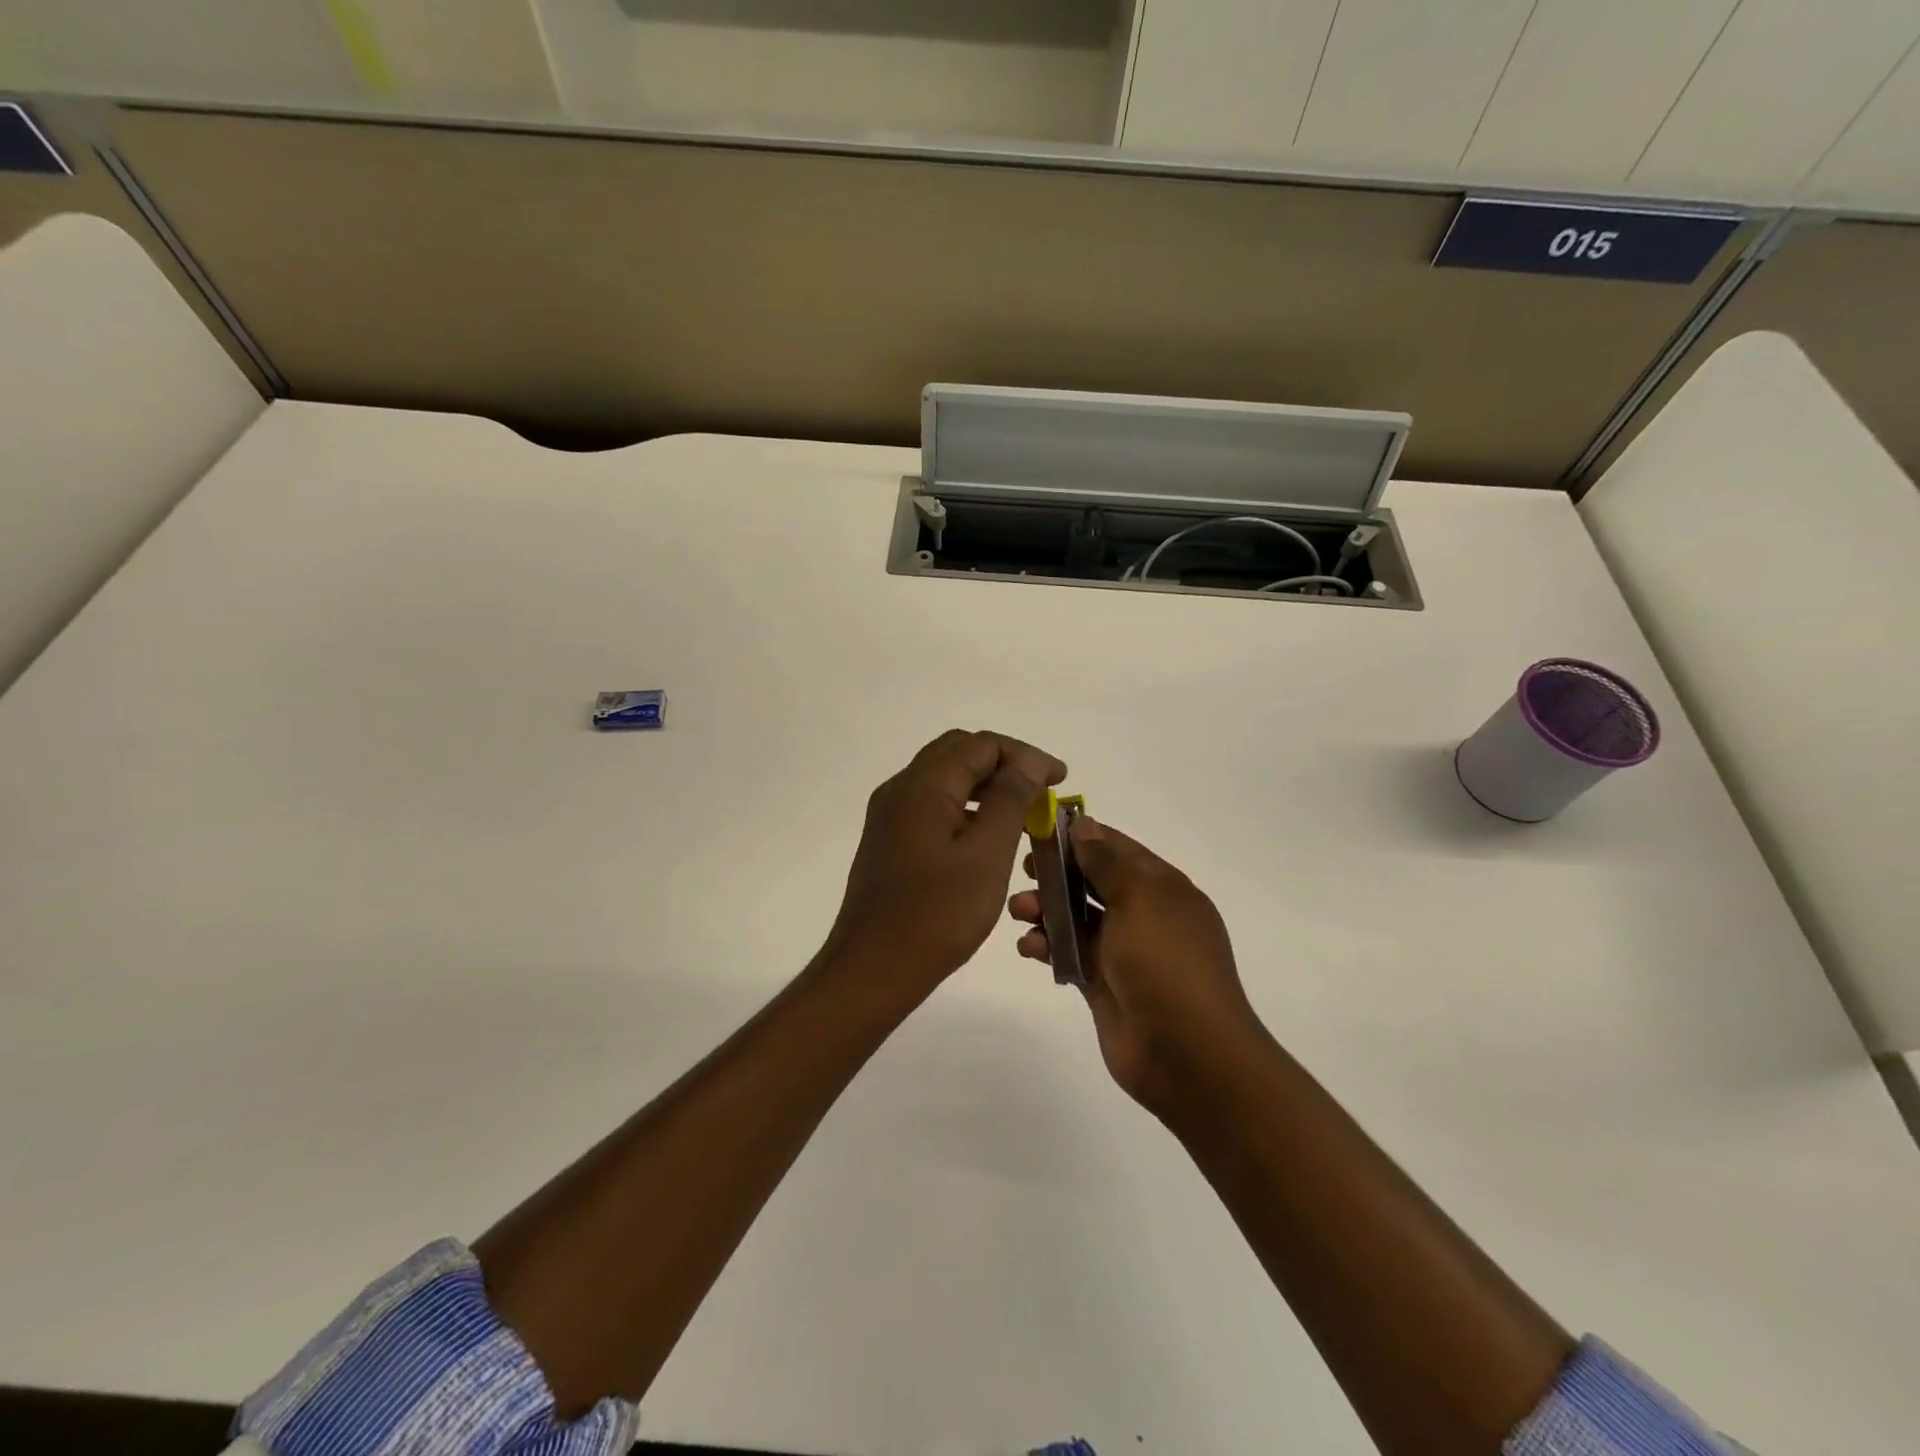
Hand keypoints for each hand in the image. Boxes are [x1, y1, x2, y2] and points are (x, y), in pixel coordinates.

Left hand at [820, 730, 1066, 1005]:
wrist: (873, 969)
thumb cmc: (937, 913)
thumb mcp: (987, 853)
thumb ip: (1010, 799)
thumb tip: (1029, 761)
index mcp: (923, 785)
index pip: (981, 744)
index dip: (1026, 755)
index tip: (1060, 781)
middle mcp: (900, 789)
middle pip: (959, 752)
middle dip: (1005, 764)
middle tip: (1042, 791)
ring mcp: (890, 816)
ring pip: (944, 779)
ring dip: (985, 785)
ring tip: (1023, 811)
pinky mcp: (889, 840)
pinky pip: (932, 805)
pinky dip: (965, 807)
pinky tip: (988, 835)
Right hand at [1009, 816, 1262, 1120]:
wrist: (1187, 1054)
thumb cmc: (1166, 963)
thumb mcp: (1139, 900)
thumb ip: (1106, 862)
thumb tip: (1084, 824)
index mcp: (1162, 888)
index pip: (1117, 848)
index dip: (1081, 835)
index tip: (1041, 826)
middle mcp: (1144, 915)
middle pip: (1093, 882)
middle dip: (1057, 873)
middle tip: (1025, 869)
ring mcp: (1123, 951)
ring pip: (1076, 918)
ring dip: (1046, 909)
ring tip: (1018, 911)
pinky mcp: (1103, 984)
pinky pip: (1068, 954)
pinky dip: (1047, 946)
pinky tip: (1028, 947)